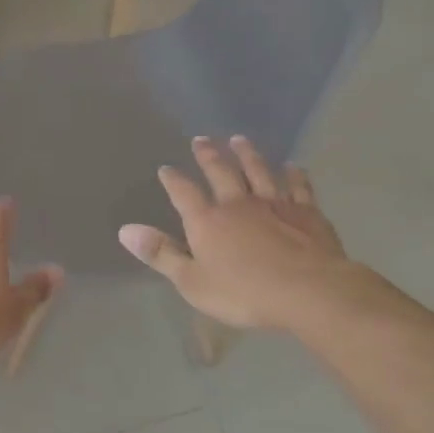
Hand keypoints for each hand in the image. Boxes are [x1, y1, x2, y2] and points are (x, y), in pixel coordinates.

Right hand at [119, 136, 381, 336]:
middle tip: (201, 140)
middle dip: (209, 155)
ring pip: (258, 171)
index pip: (184, 193)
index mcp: (207, 221)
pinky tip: (293, 166)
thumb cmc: (244, 293)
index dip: (173, 180)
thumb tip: (124, 230)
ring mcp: (274, 204)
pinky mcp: (306, 212)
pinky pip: (298, 186)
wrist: (309, 292)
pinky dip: (294, 174)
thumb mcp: (192, 281)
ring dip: (247, 154)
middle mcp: (238, 204)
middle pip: (221, 172)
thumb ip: (160, 253)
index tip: (166, 168)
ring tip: (239, 140)